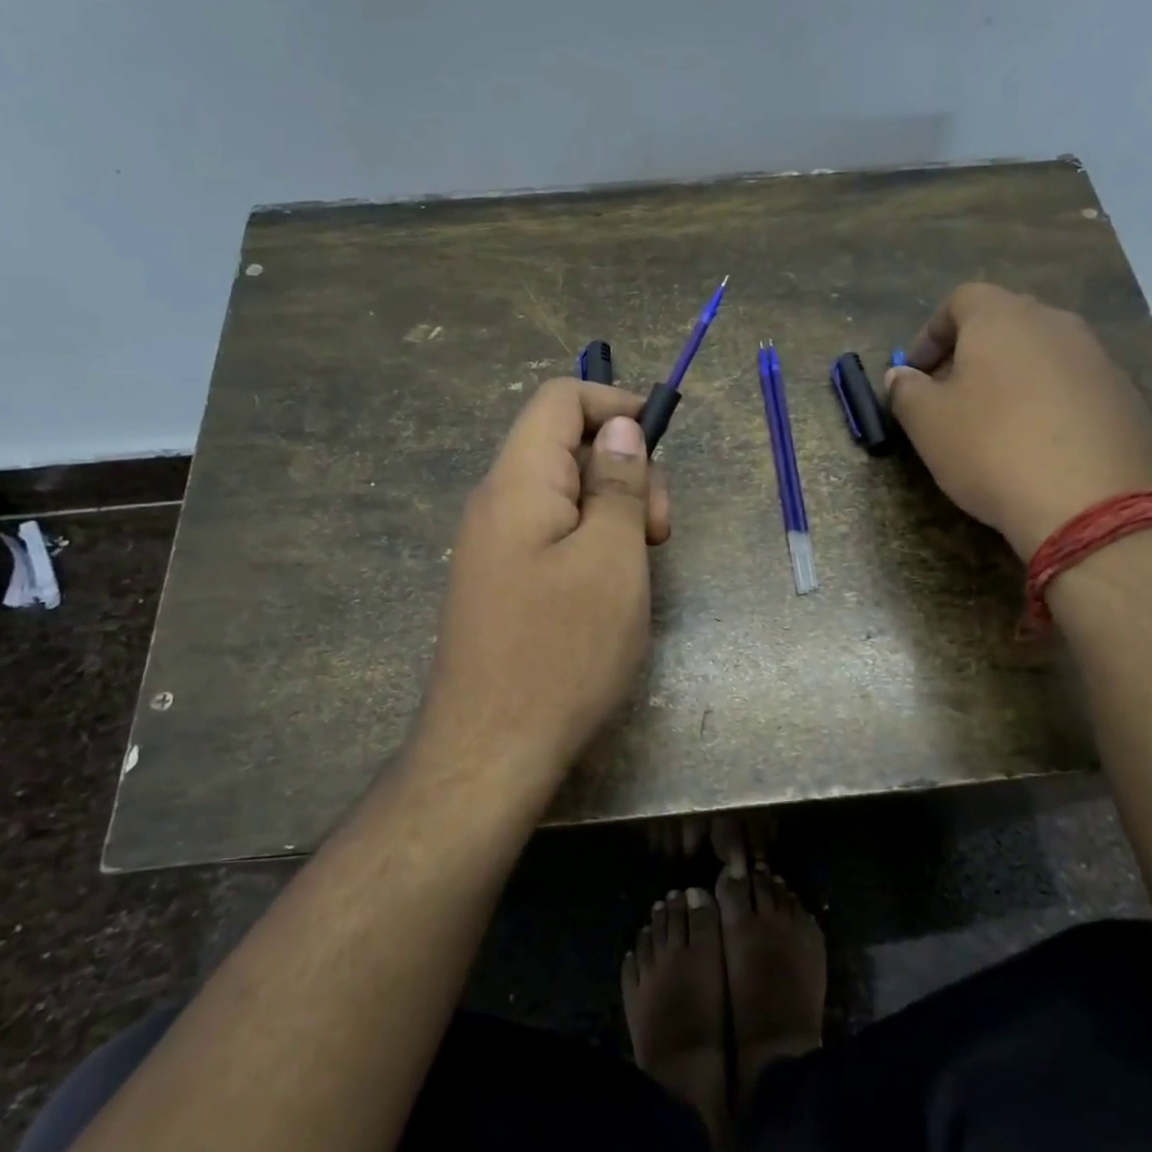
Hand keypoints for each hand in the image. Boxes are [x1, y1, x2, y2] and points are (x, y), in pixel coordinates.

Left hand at [419, 379, 670, 779]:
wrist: (490, 751)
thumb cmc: (562, 650)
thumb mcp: (612, 559)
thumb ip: (620, 484)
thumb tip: (620, 428)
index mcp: (518, 482)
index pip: (559, 400)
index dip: (613, 405)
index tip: (661, 443)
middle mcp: (497, 503)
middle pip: (565, 447)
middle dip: (624, 471)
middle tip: (658, 533)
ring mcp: (494, 545)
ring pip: (564, 494)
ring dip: (614, 512)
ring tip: (641, 567)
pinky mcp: (502, 582)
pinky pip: (552, 535)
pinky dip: (592, 543)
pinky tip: (612, 588)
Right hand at [887, 283, 1151, 553]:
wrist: (1090, 503)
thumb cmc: (991, 449)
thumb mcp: (927, 423)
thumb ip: (906, 391)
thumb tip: (901, 376)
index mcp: (1003, 318)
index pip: (960, 301)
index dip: (930, 334)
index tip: (915, 373)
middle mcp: (1055, 324)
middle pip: (1004, 323)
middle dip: (970, 354)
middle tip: (949, 396)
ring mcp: (1098, 359)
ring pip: (1041, 355)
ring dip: (1011, 379)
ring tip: (992, 425)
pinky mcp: (1125, 397)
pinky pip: (1072, 387)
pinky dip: (1047, 404)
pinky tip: (1036, 447)